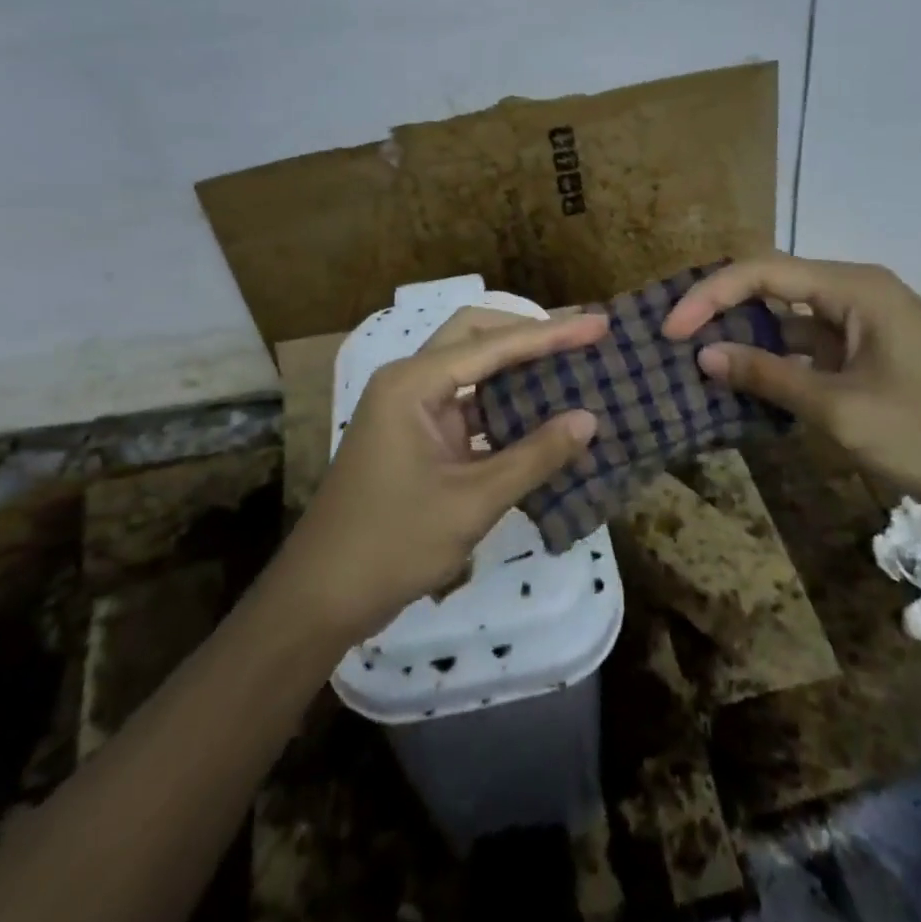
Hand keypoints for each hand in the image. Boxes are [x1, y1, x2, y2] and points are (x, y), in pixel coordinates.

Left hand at [271, 307, 607, 644]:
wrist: (321, 596)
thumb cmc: (393, 544)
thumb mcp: (472, 502)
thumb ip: (534, 456)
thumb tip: (589, 419)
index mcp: (413, 384)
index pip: (493, 344)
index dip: (551, 334)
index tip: (599, 325)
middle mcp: (409, 382)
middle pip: (475, 336)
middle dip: (528, 334)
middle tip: (580, 336)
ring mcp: (410, 408)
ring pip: (470, 368)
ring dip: (516, 366)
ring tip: (569, 366)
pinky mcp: (416, 435)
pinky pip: (466, 404)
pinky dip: (502, 404)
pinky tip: (539, 414)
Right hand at [663, 253, 920, 511]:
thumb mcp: (843, 409)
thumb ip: (770, 378)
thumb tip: (704, 355)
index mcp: (852, 287)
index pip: (760, 272)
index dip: (708, 297)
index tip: (670, 332)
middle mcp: (856, 294)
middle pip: (772, 288)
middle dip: (722, 311)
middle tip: (675, 343)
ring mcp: (867, 326)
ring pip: (791, 321)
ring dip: (748, 341)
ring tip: (700, 364)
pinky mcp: (874, 358)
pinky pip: (812, 350)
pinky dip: (779, 366)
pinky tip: (750, 389)